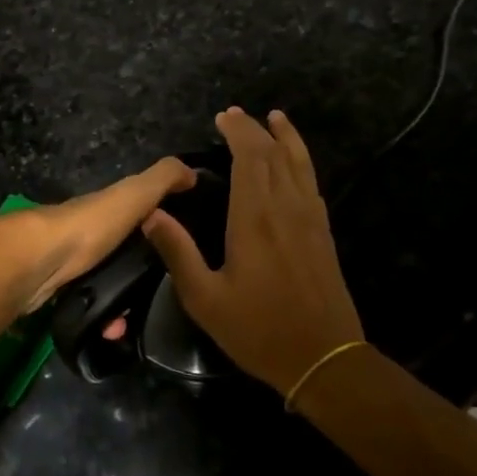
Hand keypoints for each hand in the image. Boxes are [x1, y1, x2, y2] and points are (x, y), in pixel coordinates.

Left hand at [1, 156, 196, 312]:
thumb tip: (193, 170)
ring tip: (133, 321)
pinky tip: (112, 329)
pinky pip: (92, 306)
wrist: (36, 262)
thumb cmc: (90, 225)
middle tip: (165, 296)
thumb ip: (163, 179)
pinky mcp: (61, 290)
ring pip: (109, 284)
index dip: (161, 225)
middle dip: (144, 276)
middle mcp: (90, 232)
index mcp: (107, 208)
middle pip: (125, 253)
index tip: (184, 249)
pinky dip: (104, 319)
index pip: (140, 212)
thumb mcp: (133, 194)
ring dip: (124, 303)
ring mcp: (73, 262)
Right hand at [143, 108, 363, 395]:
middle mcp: (286, 208)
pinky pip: (311, 183)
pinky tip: (295, 163)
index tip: (222, 118)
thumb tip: (150, 214)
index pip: (250, 158)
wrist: (326, 359)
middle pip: (274, 154)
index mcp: (255, 218)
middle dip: (255, 129)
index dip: (238, 132)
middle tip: (235, 116)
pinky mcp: (323, 233)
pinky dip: (302, 162)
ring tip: (275, 118)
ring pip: (300, 164)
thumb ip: (177, 253)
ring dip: (286, 138)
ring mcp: (310, 219)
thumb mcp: (205, 299)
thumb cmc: (259, 329)